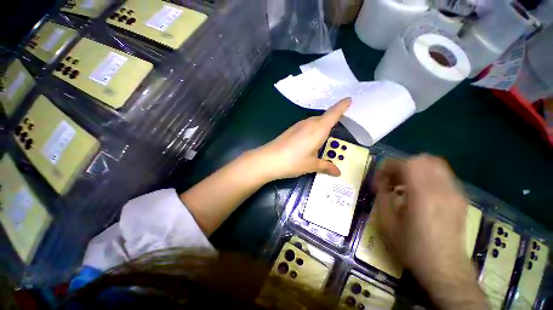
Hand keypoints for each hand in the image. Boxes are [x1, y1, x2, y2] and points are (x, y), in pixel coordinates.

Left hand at [250, 98, 350, 180]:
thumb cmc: (293, 162)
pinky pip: (307, 125)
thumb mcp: (312, 165)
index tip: (349, 99)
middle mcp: (309, 123)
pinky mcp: (291, 129)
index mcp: (319, 129)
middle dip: (333, 119)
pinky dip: (313, 129)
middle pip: (325, 117)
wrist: (269, 159)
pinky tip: (310, 139)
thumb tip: (338, 172)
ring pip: (315, 121)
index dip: (342, 106)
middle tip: (340, 126)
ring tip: (326, 135)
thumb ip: (326, 166)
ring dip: (322, 125)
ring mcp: (299, 125)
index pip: (334, 113)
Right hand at [373, 155, 486, 308]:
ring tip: (404, 184)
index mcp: (423, 196)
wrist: (445, 269)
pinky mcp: (460, 198)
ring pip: (434, 164)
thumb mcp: (387, 222)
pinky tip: (418, 192)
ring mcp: (454, 193)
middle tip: (391, 180)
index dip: (388, 167)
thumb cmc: (412, 247)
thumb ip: (382, 196)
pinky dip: (426, 175)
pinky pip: (441, 175)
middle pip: (422, 159)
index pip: (405, 164)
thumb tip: (381, 181)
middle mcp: (442, 189)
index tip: (379, 179)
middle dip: (401, 165)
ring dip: (414, 169)